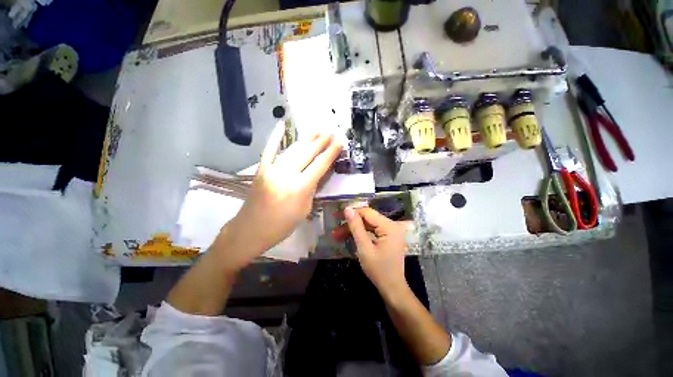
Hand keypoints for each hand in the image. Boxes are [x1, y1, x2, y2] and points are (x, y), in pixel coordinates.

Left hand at [219, 121, 341, 271]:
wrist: (251, 229)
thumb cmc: (282, 225)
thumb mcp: (304, 209)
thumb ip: (311, 189)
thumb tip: (317, 174)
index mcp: (300, 187)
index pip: (320, 165)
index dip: (331, 152)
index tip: (339, 141)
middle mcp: (287, 174)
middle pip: (307, 154)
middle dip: (321, 142)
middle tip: (330, 132)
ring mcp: (272, 169)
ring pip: (293, 150)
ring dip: (306, 140)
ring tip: (316, 131)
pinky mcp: (261, 169)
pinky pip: (269, 150)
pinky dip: (275, 137)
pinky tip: (281, 125)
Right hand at [344, 207, 412, 296]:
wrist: (392, 288)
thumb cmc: (378, 270)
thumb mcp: (364, 248)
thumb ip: (356, 227)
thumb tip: (347, 209)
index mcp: (389, 226)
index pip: (367, 212)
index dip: (352, 213)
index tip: (337, 216)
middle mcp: (392, 225)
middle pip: (368, 218)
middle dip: (351, 223)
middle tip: (335, 228)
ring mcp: (391, 231)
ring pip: (368, 224)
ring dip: (354, 229)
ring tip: (338, 234)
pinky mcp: (388, 236)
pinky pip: (372, 230)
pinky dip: (361, 233)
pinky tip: (349, 236)